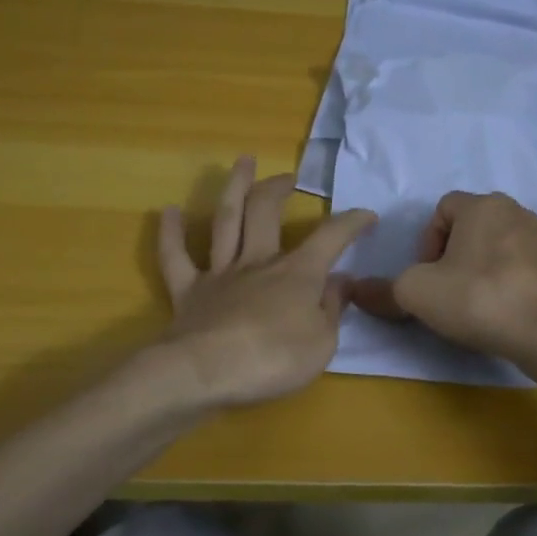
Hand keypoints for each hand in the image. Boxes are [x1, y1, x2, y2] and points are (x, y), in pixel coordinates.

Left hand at [156, 156, 375, 408]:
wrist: (207, 373)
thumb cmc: (274, 360)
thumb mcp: (323, 343)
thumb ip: (332, 309)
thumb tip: (340, 282)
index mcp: (297, 274)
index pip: (331, 238)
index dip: (351, 223)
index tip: (367, 215)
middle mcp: (258, 263)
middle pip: (267, 213)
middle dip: (279, 189)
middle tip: (288, 177)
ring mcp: (220, 274)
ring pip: (226, 221)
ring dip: (235, 188)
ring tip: (242, 162)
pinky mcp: (188, 291)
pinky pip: (175, 257)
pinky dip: (171, 233)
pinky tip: (169, 211)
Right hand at [351, 191, 536, 364]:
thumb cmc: (479, 299)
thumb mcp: (417, 294)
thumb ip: (384, 290)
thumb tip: (356, 291)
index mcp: (483, 205)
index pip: (442, 209)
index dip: (426, 242)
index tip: (428, 276)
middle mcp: (517, 212)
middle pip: (471, 229)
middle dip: (454, 258)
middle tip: (447, 292)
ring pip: (498, 249)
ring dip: (481, 272)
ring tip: (475, 307)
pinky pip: (522, 270)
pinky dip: (508, 286)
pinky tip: (504, 314)